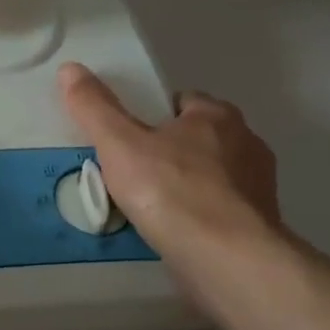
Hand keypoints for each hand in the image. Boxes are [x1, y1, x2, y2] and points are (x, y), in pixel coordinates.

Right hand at [57, 62, 283, 264]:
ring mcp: (258, 187)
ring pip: (213, 177)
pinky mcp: (260, 226)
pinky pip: (222, 212)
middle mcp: (246, 143)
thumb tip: (69, 68)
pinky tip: (177, 235)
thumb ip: (95, 107)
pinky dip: (201, 218)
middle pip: (199, 139)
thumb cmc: (172, 192)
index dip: (154, 116)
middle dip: (172, 152)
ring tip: (151, 209)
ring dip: (188, 187)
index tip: (130, 137)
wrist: (227, 261)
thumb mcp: (120, 145)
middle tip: (134, 174)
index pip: (183, 101)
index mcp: (216, 116)